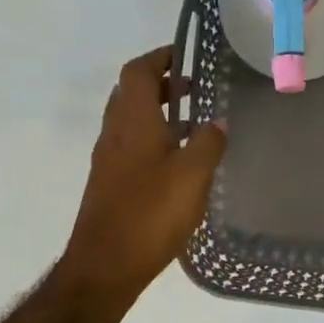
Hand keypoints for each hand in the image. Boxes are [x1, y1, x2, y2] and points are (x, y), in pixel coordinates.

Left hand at [60, 46, 226, 304]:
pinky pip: (130, 147)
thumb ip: (209, 144)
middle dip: (161, 85)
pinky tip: (177, 164)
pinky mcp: (109, 185)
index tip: (185, 56)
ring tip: (192, 125)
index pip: (139, 72)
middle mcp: (115, 133)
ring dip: (157, 114)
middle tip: (194, 90)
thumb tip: (218, 122)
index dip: (160, 58)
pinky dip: (152, 140)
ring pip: (130, 122)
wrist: (105, 265)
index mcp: (133, 122)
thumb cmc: (150, 214)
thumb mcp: (192, 176)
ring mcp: (108, 161)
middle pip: (131, 94)